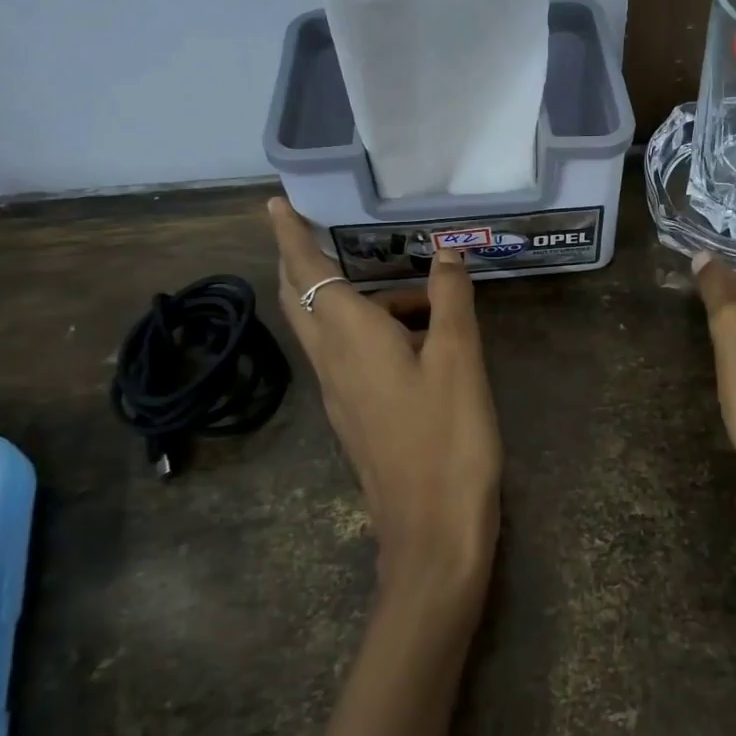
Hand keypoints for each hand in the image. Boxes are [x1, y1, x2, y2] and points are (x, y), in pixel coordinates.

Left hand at [269, 198, 501, 612]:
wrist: (432, 531)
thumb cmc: (447, 436)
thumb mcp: (458, 358)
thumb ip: (449, 298)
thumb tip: (446, 251)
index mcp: (350, 337)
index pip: (309, 272)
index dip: (292, 236)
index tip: (276, 204)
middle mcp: (332, 361)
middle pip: (302, 299)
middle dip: (304, 261)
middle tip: (324, 231)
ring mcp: (340, 394)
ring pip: (329, 329)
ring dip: (357, 298)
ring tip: (422, 291)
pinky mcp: (356, 417)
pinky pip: (349, 355)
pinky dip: (368, 329)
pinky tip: (416, 337)